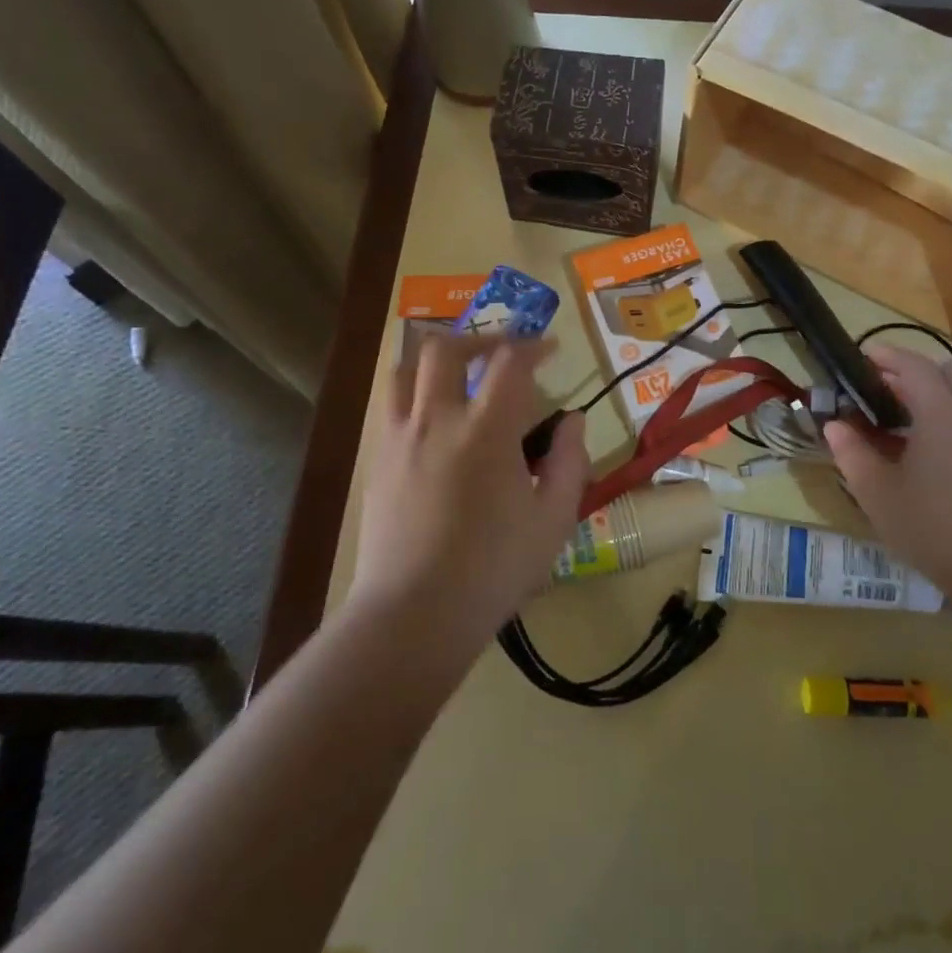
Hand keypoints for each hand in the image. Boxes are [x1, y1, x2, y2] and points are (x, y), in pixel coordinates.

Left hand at [350, 334, 590, 651]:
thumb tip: (573, 421)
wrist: (414, 614)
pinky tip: (436, 421)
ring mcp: (399, 439)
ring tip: (459, 372)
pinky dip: (415, 393)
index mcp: (485, 431)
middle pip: (444, 348)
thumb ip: (570, 461)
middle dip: (478, 338)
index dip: (532, 345)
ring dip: (435, 358)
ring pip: (404, 370)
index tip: (550, 349)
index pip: (508, 362)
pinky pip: (391, 407)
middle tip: (502, 351)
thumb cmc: (493, 570)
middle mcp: (436, 421)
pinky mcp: (378, 462)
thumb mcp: (554, 520)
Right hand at [823, 344, 951, 610]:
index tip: (865, 358)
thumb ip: (853, 454)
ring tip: (916, 418)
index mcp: (942, 414)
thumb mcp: (878, 495)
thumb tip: (835, 426)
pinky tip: (939, 450)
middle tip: (894, 391)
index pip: (916, 366)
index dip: (889, 356)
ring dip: (948, 391)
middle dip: (925, 369)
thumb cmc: (934, 528)